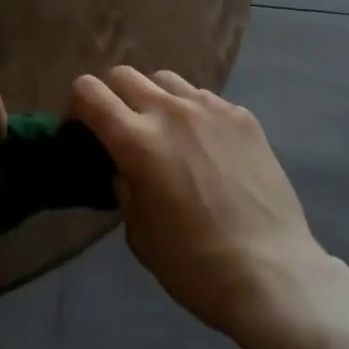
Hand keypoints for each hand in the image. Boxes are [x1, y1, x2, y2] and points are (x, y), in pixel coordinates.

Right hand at [68, 66, 335, 338]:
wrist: (273, 273)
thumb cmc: (195, 265)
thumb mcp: (139, 233)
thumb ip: (124, 186)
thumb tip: (124, 165)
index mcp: (137, 141)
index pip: (89, 92)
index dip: (75, 107)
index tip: (79, 131)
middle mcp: (170, 111)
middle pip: (124, 75)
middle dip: (111, 96)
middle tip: (119, 129)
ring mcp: (210, 108)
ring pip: (166, 80)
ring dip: (153, 99)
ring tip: (165, 132)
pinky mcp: (242, 116)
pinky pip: (204, 100)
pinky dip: (192, 114)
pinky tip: (206, 148)